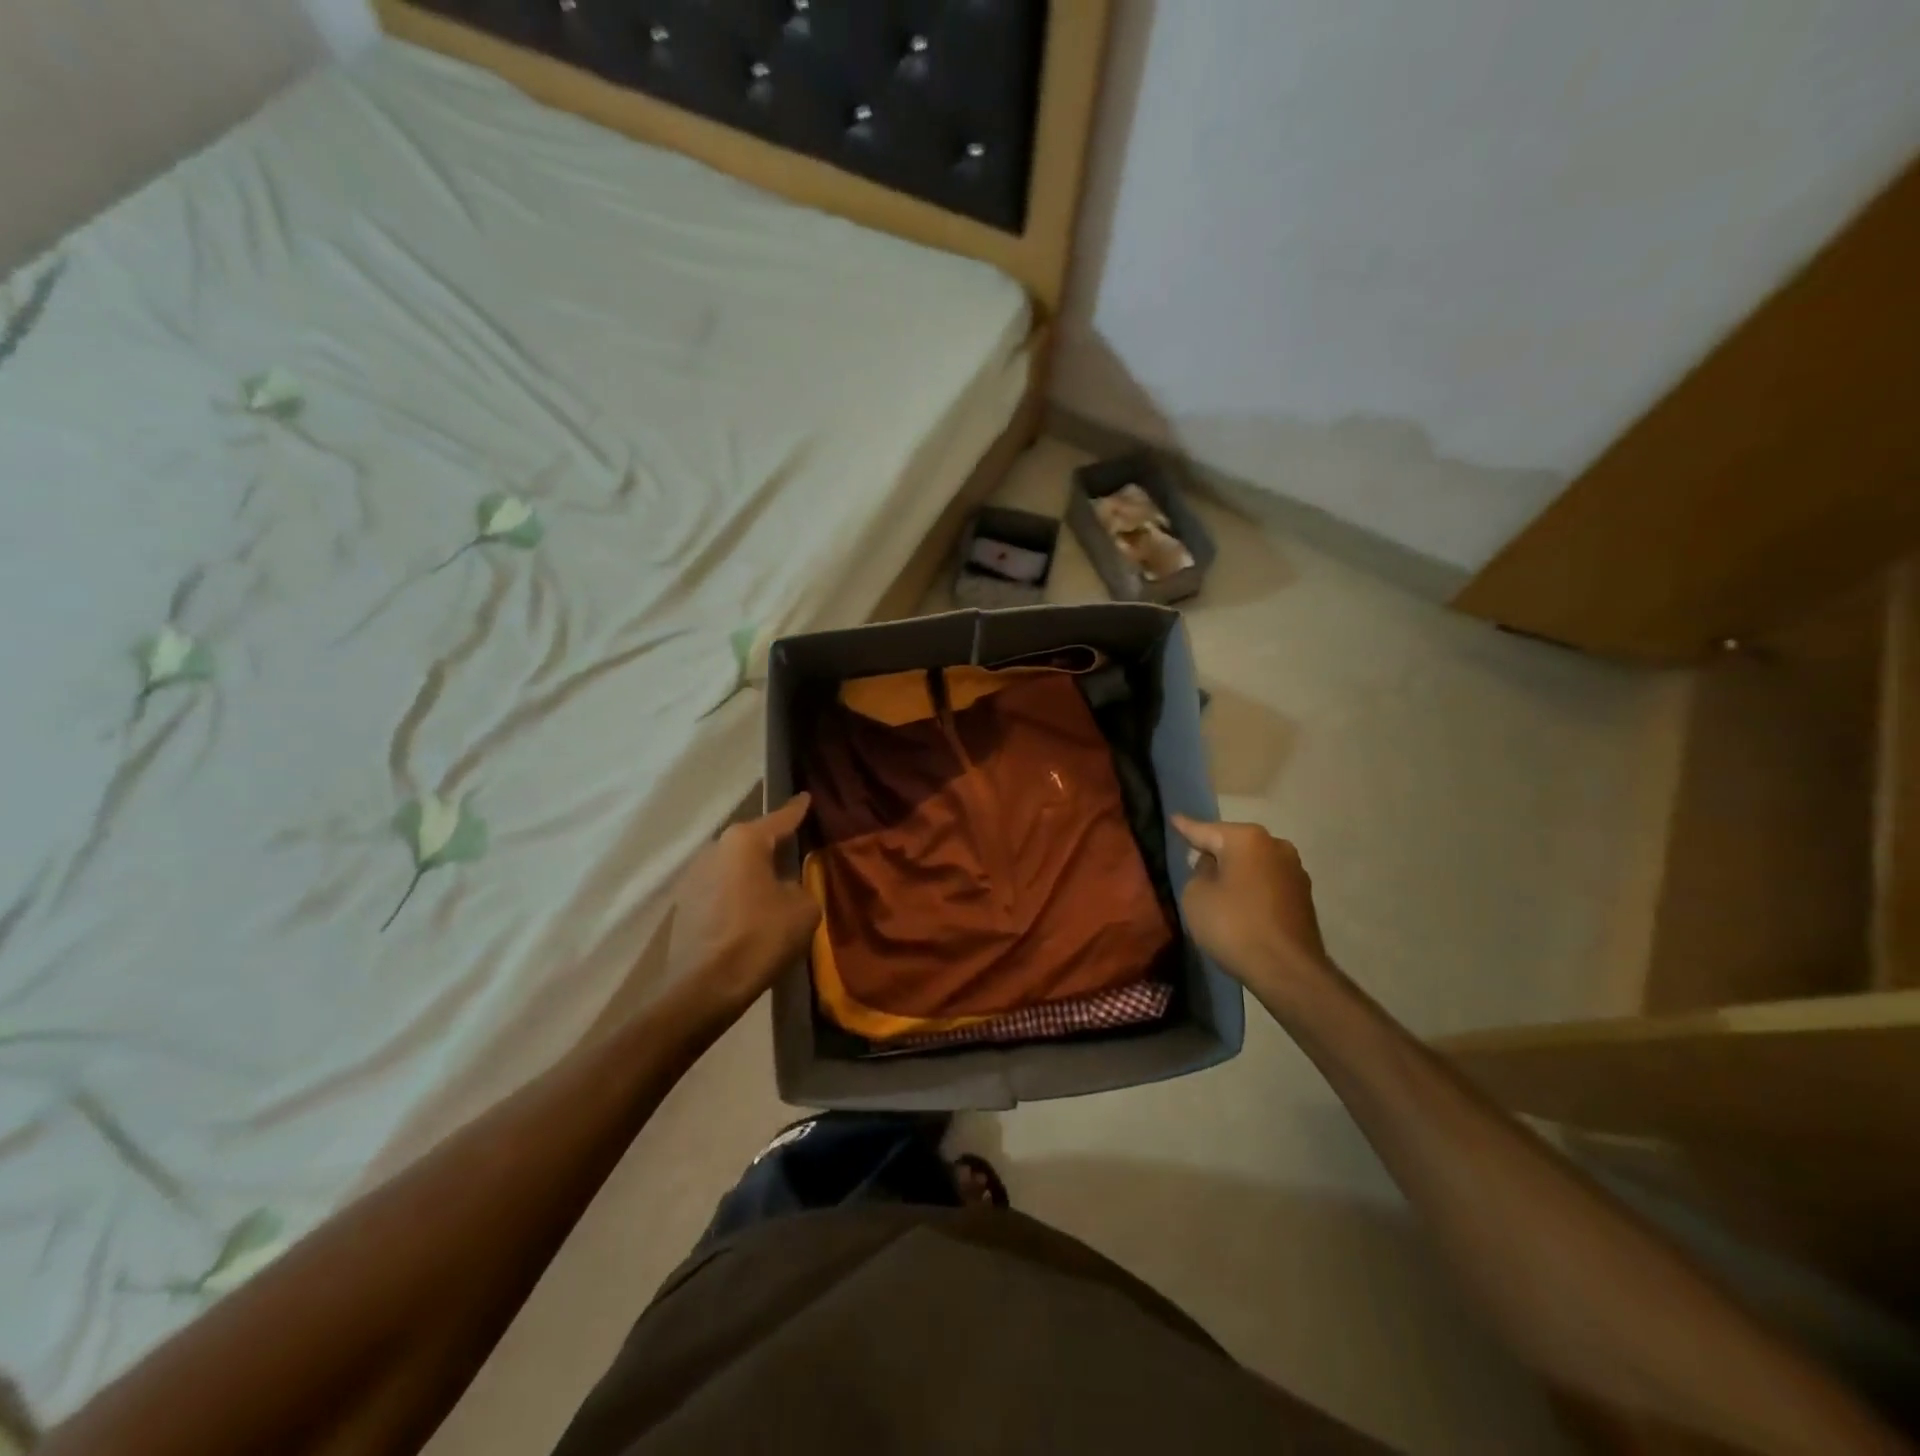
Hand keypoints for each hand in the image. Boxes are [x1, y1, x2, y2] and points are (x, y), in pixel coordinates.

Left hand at [664, 794, 819, 1024]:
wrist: (704, 987)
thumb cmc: (760, 937)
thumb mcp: (803, 908)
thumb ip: (801, 885)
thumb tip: (786, 885)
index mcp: (744, 841)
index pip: (780, 818)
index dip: (797, 810)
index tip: (806, 797)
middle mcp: (714, 848)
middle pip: (753, 842)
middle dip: (773, 846)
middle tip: (796, 851)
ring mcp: (693, 876)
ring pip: (734, 866)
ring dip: (753, 873)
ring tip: (775, 886)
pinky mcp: (684, 904)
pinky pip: (721, 888)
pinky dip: (738, 894)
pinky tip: (752, 911)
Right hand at [1171, 815, 1327, 1005]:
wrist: (1287, 970)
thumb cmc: (1234, 925)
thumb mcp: (1195, 896)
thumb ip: (1198, 872)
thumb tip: (1213, 867)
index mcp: (1247, 839)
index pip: (1205, 830)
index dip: (1185, 827)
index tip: (1173, 818)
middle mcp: (1275, 846)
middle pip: (1233, 845)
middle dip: (1214, 852)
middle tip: (1191, 859)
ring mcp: (1294, 871)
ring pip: (1253, 864)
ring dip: (1235, 872)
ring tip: (1215, 885)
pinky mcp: (1303, 896)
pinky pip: (1266, 883)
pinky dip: (1251, 889)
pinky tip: (1239, 904)